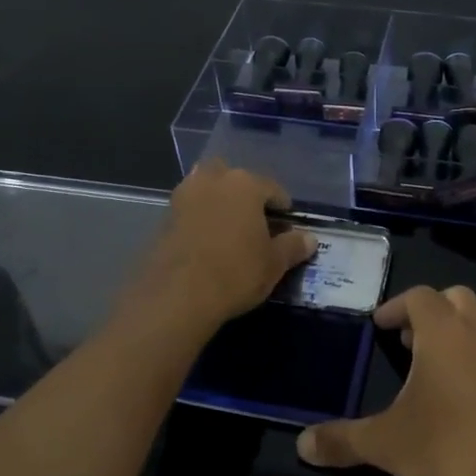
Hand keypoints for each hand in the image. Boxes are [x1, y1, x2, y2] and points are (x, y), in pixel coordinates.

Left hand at [136, 159, 317, 330]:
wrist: (176, 295)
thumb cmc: (235, 272)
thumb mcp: (274, 264)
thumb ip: (293, 247)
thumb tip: (310, 239)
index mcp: (245, 184)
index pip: (273, 189)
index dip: (283, 210)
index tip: (286, 231)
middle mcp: (214, 179)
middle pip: (236, 181)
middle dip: (246, 197)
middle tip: (255, 226)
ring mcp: (185, 195)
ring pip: (209, 190)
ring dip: (220, 203)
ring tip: (230, 232)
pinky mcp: (164, 216)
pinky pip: (191, 209)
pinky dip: (200, 219)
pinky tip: (207, 243)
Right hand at [295, 285, 475, 475]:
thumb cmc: (446, 449)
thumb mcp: (385, 444)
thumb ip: (342, 439)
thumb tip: (301, 444)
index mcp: (442, 333)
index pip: (419, 296)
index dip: (396, 306)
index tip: (379, 327)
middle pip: (457, 298)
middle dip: (431, 310)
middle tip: (409, 340)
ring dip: (466, 325)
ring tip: (444, 354)